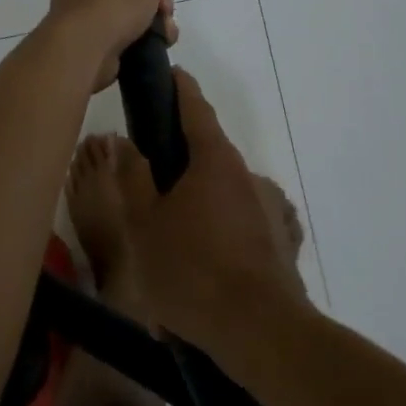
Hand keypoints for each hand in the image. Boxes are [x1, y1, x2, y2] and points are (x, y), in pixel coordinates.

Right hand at [114, 69, 307, 356]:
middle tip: (148, 190)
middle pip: (207, 155)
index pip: (195, 107)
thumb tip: (125, 142)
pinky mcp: (280, 242)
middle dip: (179, 165)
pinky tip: (201, 273)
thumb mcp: (145, 224)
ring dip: (197, 210)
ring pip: (222, 197)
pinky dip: (219, 238)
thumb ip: (132, 178)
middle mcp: (246, 174)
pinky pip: (239, 228)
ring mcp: (268, 208)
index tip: (170, 73)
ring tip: (169, 249)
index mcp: (214, 160)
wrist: (260, 331)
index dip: (180, 88)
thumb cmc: (191, 269)